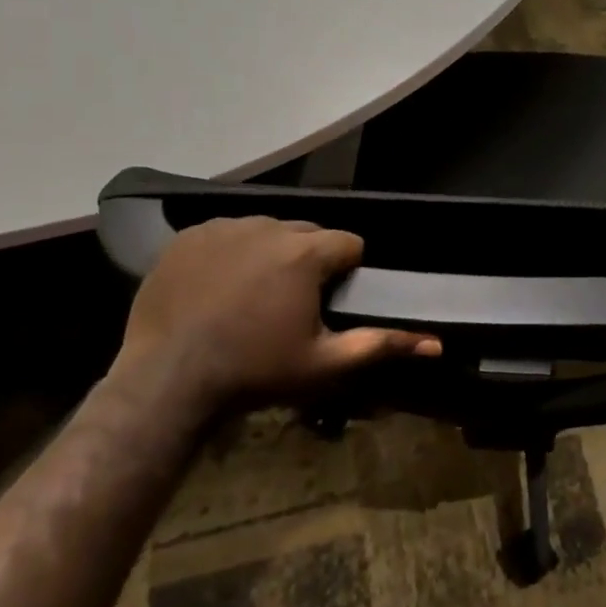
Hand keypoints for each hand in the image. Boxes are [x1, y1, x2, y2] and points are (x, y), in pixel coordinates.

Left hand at [113, 216, 436, 414]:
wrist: (168, 380)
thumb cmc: (255, 371)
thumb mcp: (324, 363)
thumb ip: (381, 345)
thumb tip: (437, 342)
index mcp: (305, 253)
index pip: (348, 243)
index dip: (346, 271)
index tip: (329, 300)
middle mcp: (268, 226)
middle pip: (308, 233)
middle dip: (309, 260)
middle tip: (292, 302)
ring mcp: (224, 227)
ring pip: (267, 230)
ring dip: (271, 253)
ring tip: (253, 295)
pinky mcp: (190, 236)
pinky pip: (226, 233)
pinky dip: (231, 251)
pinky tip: (219, 286)